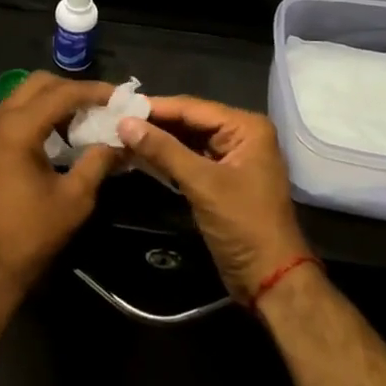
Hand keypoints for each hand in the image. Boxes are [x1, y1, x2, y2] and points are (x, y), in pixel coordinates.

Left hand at [0, 73, 122, 300]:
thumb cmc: (28, 235)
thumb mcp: (73, 200)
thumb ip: (98, 162)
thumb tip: (121, 142)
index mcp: (16, 128)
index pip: (61, 93)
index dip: (94, 92)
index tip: (121, 97)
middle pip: (38, 84)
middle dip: (72, 90)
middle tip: (102, 106)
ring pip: (23, 97)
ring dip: (54, 101)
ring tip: (85, 120)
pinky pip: (13, 115)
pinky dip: (38, 115)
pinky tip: (60, 136)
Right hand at [115, 96, 310, 302]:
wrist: (269, 279)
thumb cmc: (242, 225)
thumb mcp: (202, 184)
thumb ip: (163, 150)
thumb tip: (123, 123)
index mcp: (246, 127)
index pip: (192, 108)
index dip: (155, 108)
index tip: (119, 106)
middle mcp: (241, 135)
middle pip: (189, 121)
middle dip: (154, 123)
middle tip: (115, 120)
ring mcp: (232, 157)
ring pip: (187, 139)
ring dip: (158, 140)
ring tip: (121, 135)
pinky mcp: (222, 178)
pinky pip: (190, 158)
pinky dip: (167, 157)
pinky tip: (140, 155)